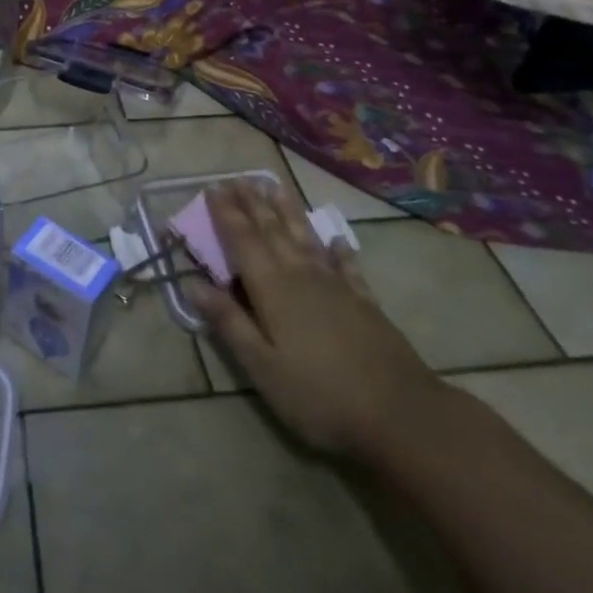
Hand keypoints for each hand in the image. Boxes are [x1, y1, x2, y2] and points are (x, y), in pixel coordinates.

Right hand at [184, 179, 443, 464]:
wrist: (400, 413)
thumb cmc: (319, 395)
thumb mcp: (262, 367)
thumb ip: (229, 322)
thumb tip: (192, 285)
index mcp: (272, 289)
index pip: (243, 241)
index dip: (226, 214)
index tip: (213, 187)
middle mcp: (301, 276)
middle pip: (272, 231)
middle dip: (253, 204)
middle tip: (239, 178)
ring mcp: (336, 286)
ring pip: (305, 238)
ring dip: (288, 212)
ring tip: (276, 186)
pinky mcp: (364, 301)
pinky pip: (346, 265)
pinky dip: (338, 249)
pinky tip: (336, 238)